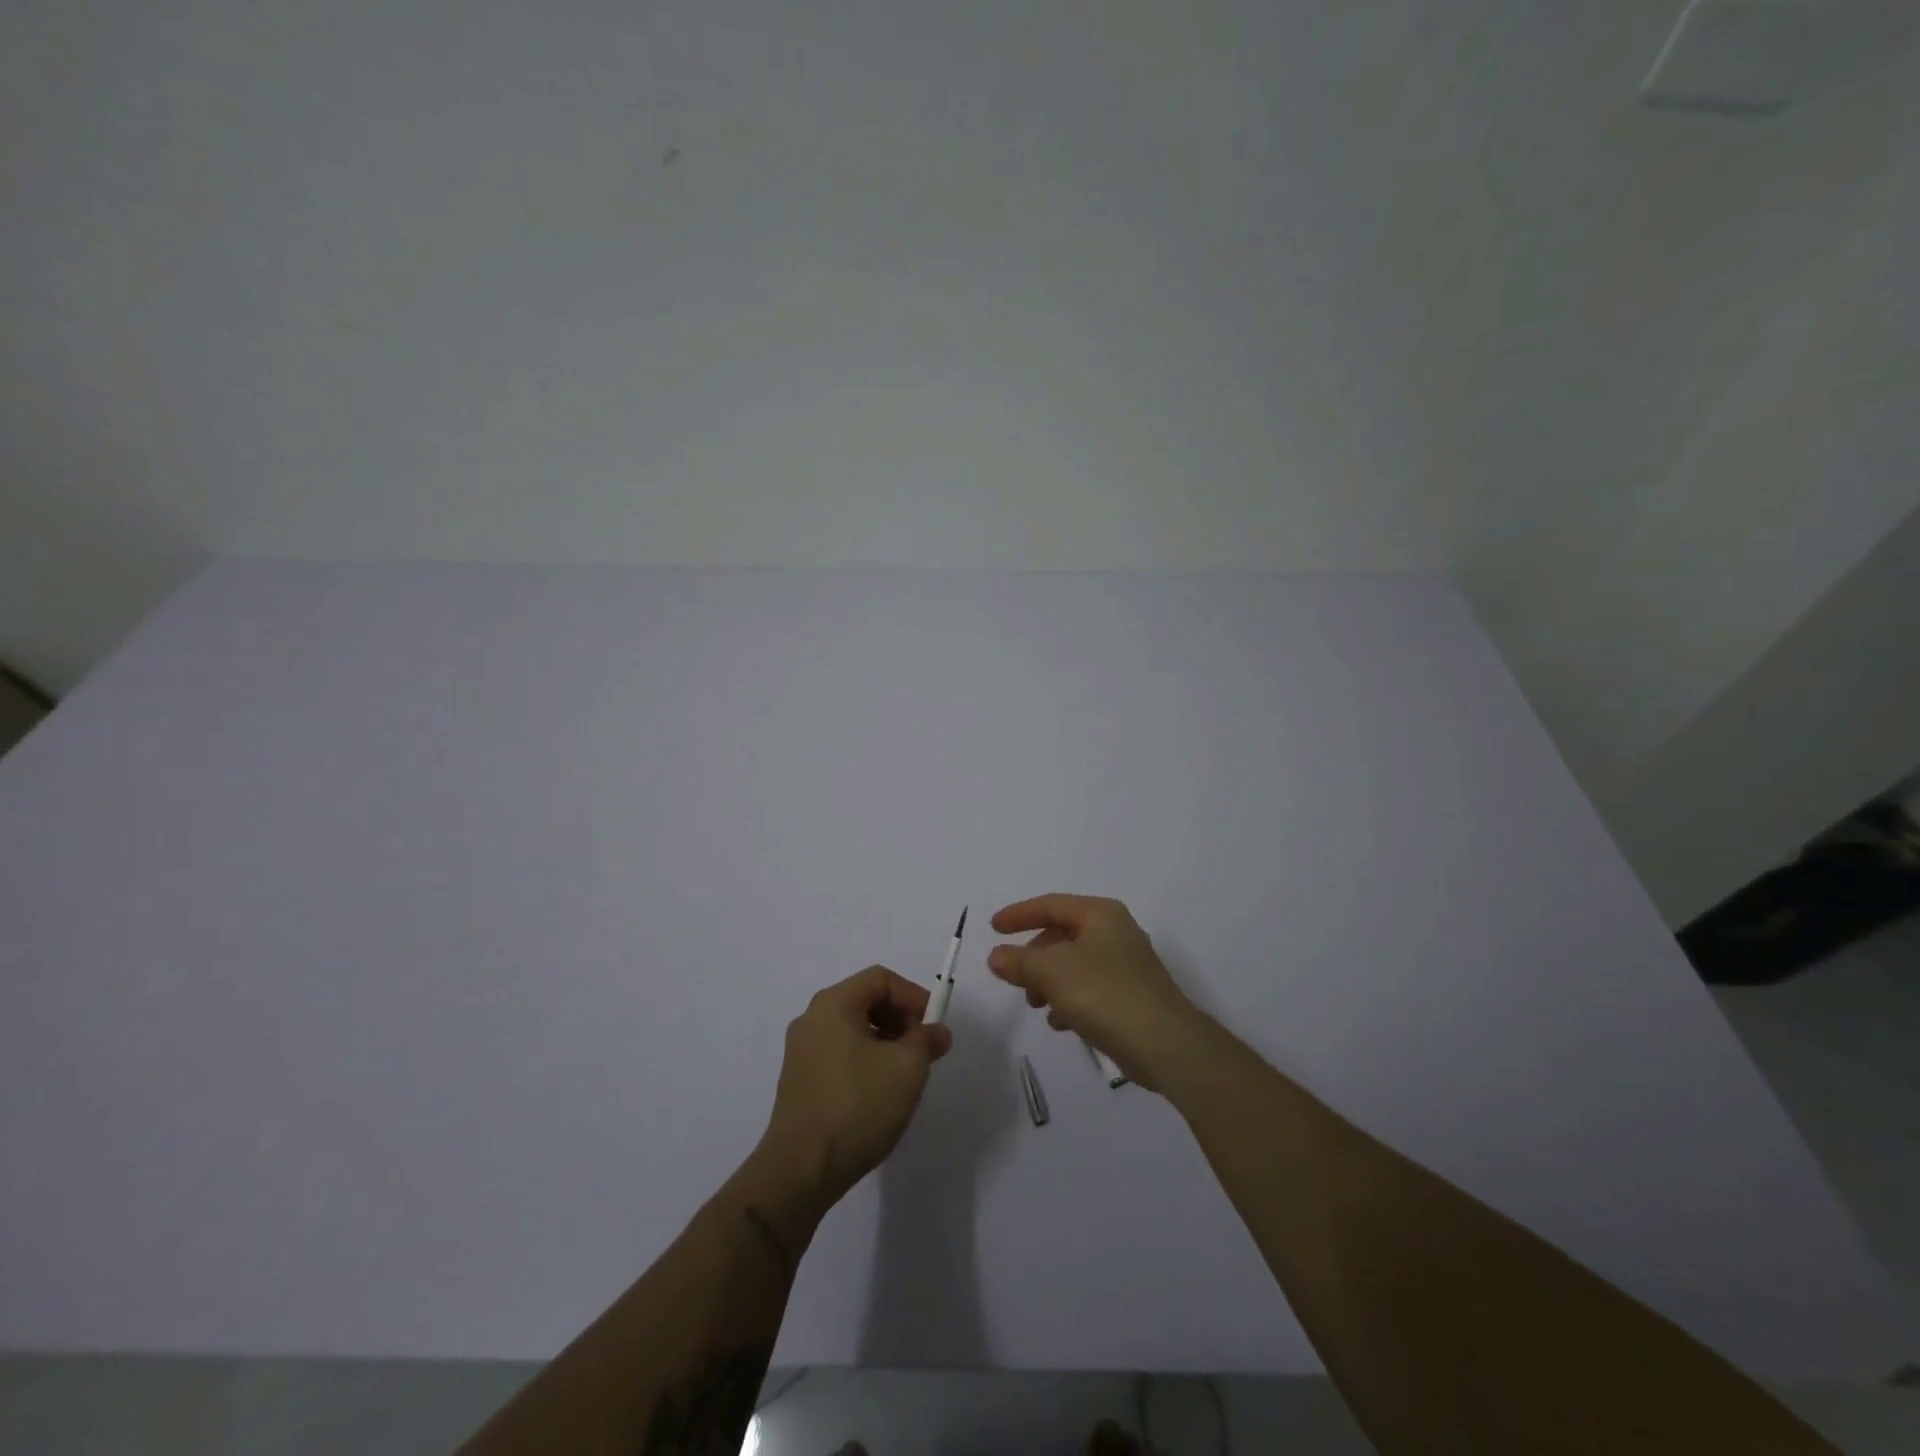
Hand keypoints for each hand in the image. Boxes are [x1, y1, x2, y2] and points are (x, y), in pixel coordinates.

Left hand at [760, 966, 953, 1210]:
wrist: (801, 1170)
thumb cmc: (857, 1106)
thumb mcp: (907, 1067)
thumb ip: (927, 1040)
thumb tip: (937, 1032)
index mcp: (833, 1004)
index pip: (881, 979)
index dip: (913, 995)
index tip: (933, 1026)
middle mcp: (812, 1019)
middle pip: (866, 1001)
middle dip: (901, 1020)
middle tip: (923, 1050)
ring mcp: (801, 1051)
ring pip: (854, 1030)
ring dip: (886, 1043)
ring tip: (906, 1075)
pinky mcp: (799, 1081)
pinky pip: (840, 1054)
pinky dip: (866, 1061)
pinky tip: (880, 1093)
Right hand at [988, 894, 1210, 1090]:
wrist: (1165, 1045)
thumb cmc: (1105, 994)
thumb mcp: (1052, 973)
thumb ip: (1019, 961)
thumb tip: (997, 956)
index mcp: (1100, 914)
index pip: (1051, 905)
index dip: (1019, 914)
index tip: (993, 928)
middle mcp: (1115, 932)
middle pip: (1062, 935)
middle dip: (1034, 956)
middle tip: (1014, 976)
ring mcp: (1126, 964)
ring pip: (1073, 964)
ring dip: (1049, 981)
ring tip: (1036, 1005)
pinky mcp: (1131, 995)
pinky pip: (1089, 988)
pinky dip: (1069, 999)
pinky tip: (1061, 1023)